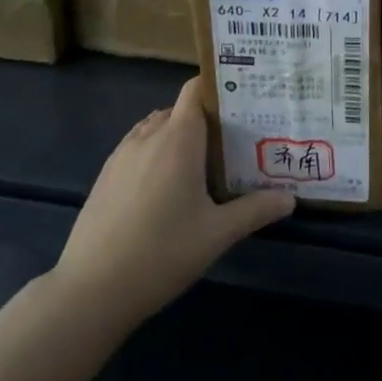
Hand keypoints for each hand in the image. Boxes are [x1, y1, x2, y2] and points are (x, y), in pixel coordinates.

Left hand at [52, 77, 294, 328]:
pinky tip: (164, 192)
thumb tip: (291, 199)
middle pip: (180, 110)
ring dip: (177, 139)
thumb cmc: (162, 252)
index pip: (195, 89)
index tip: (242, 105)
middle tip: (232, 144)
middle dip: (204, 121)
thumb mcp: (217, 234)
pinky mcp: (105, 176)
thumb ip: (255, 210)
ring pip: (155, 129)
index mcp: (178, 137)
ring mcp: (121, 155)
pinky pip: (137, 149)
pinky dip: (154, 156)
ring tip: (201, 166)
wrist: (91, 290)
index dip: (218, 90)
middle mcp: (149, 135)